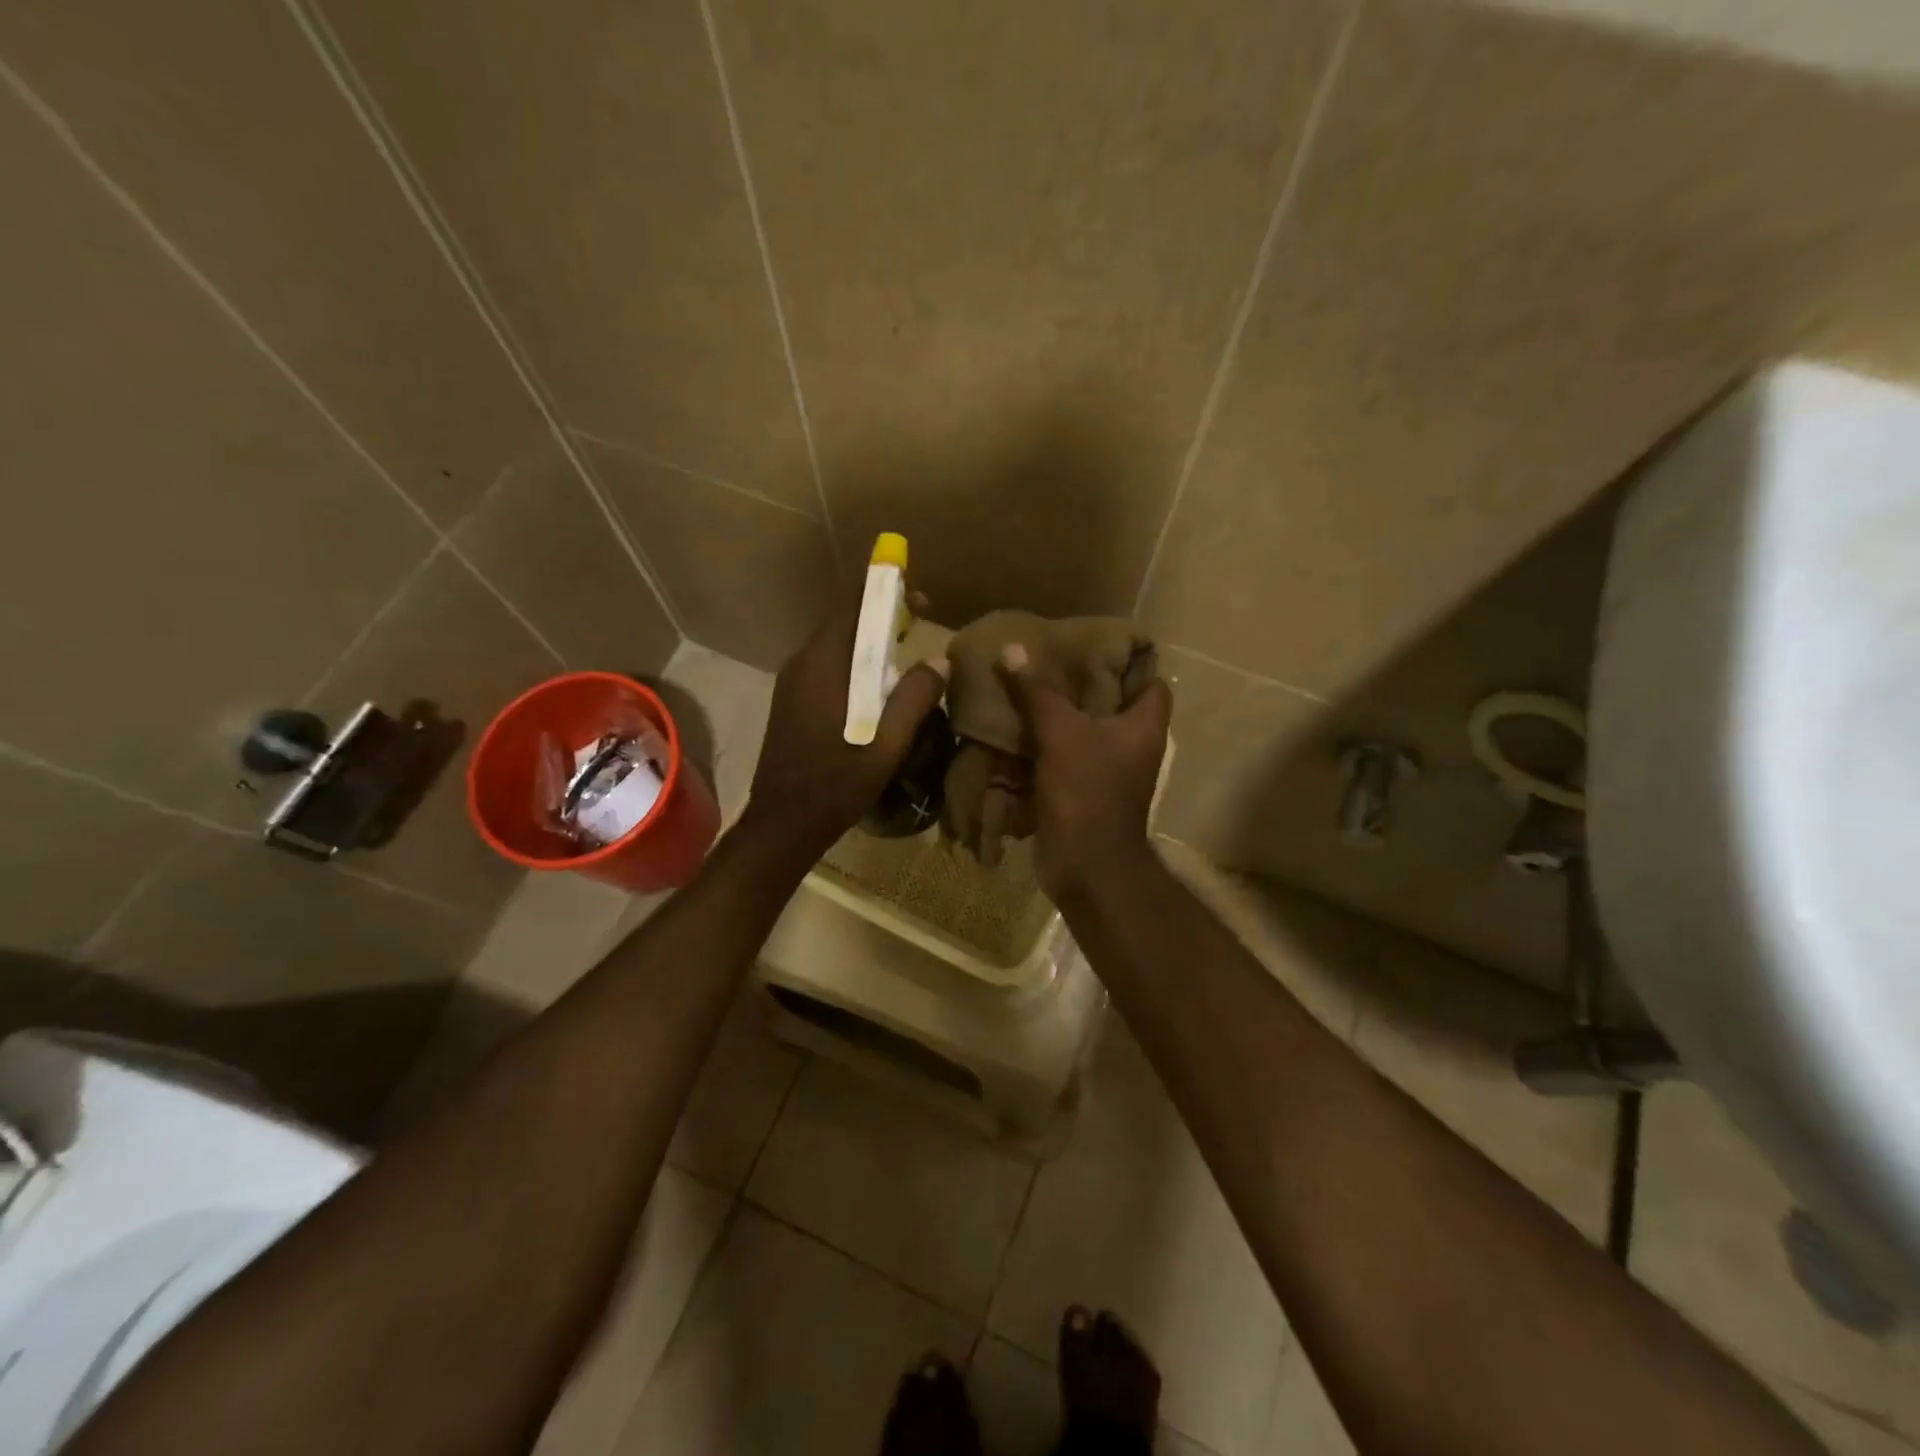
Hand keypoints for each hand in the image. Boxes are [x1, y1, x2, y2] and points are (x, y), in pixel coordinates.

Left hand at [743, 597, 947, 854]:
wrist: (782, 824)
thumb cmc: (835, 786)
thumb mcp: (886, 746)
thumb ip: (913, 699)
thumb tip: (939, 660)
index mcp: (823, 666)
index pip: (854, 609)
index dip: (888, 597)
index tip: (921, 602)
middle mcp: (802, 664)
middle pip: (844, 624)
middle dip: (882, 620)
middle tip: (918, 629)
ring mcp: (791, 683)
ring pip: (835, 646)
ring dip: (868, 644)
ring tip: (903, 656)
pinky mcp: (791, 701)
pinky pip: (827, 667)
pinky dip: (854, 664)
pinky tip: (876, 689)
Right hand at [997, 643, 1171, 902]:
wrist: (1086, 865)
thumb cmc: (1087, 790)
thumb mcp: (1060, 733)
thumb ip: (1037, 692)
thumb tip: (1011, 650)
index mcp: (1143, 727)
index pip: (1152, 683)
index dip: (1131, 664)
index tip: (1096, 648)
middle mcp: (1133, 747)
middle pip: (1113, 706)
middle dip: (1083, 687)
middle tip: (1050, 663)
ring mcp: (1108, 773)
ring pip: (1085, 734)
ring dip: (1059, 718)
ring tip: (1027, 690)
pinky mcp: (1083, 793)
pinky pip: (1064, 760)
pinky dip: (1045, 748)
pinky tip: (1017, 731)